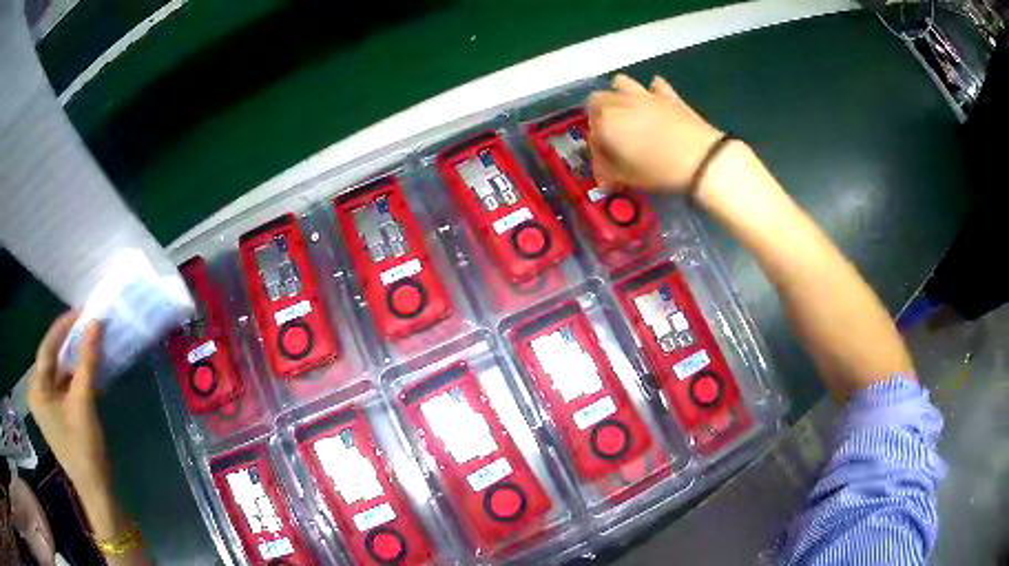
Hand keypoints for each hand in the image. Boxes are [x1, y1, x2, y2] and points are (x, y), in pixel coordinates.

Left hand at [27, 313, 110, 495]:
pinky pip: (63, 385)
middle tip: (86, 326)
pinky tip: (86, 370)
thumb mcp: (84, 403)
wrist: (96, 491)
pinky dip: (74, 376)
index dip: (63, 328)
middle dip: (68, 343)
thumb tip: (96, 322)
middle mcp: (37, 393)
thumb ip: (87, 361)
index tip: (81, 312)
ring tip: (88, 344)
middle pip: (51, 359)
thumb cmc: (84, 449)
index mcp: (36, 390)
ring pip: (58, 372)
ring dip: (73, 360)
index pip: (46, 349)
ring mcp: (46, 405)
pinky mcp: (55, 414)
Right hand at [587, 74, 725, 191]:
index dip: (598, 156)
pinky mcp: (668, 95)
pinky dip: (652, 92)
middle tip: (610, 137)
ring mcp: (645, 95)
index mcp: (605, 123)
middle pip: (596, 102)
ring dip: (618, 95)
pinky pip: (655, 85)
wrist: (703, 161)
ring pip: (620, 83)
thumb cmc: (660, 172)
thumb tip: (604, 176)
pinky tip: (655, 104)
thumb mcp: (628, 179)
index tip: (607, 172)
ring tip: (627, 113)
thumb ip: (609, 173)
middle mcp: (619, 103)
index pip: (591, 138)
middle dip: (598, 117)